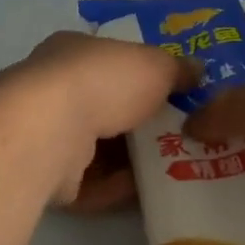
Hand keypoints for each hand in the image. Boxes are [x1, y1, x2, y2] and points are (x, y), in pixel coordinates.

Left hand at [0, 32, 191, 211]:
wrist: (51, 131)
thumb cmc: (104, 81)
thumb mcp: (156, 64)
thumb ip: (178, 69)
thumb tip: (197, 71)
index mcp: (73, 52)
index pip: (110, 62)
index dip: (142, 76)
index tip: (174, 95)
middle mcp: (53, 91)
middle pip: (106, 108)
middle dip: (141, 123)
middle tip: (180, 136)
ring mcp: (47, 135)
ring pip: (98, 149)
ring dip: (133, 160)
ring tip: (174, 168)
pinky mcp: (46, 177)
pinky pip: (90, 183)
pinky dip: (118, 187)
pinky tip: (149, 192)